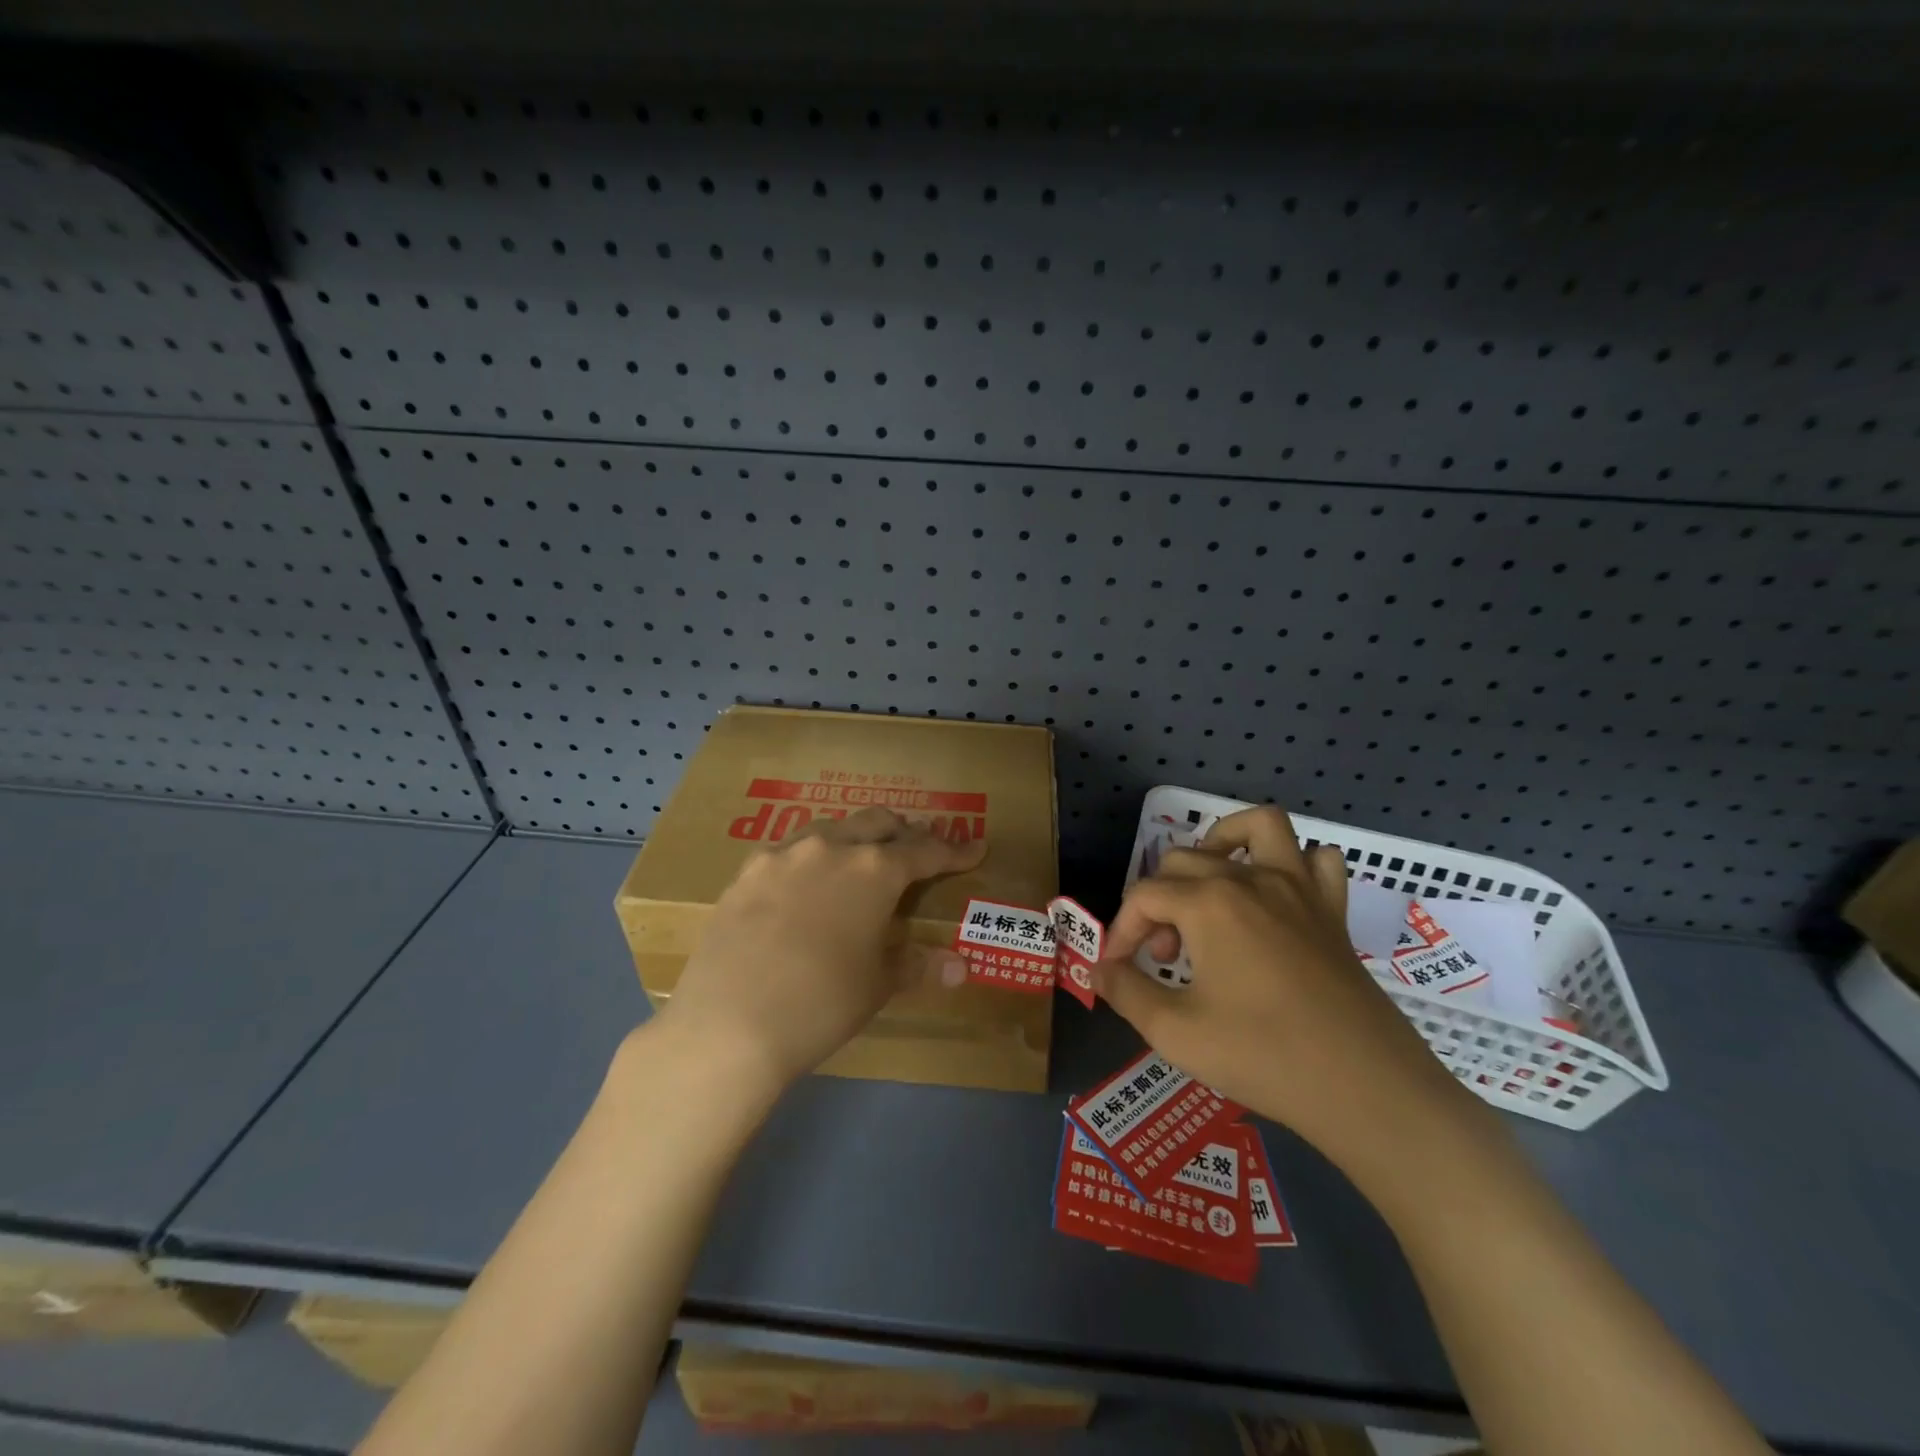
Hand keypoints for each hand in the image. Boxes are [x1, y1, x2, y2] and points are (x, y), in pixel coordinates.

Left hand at [659, 807, 984, 1097]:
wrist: (728, 1024)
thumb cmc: (821, 1004)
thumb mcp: (877, 985)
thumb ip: (917, 964)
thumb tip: (959, 966)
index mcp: (874, 870)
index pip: (926, 852)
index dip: (954, 851)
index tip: (974, 848)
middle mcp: (831, 847)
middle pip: (878, 823)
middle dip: (904, 833)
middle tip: (917, 850)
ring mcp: (784, 854)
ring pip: (831, 828)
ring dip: (855, 837)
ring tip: (861, 858)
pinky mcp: (747, 871)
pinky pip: (790, 849)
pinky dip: (812, 856)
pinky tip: (805, 881)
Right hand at [1094, 806, 1467, 1165]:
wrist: (1365, 1089)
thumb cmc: (1263, 1056)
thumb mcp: (1175, 1031)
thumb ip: (1126, 991)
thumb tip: (1098, 968)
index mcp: (1208, 903)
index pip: (1143, 896)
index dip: (1121, 930)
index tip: (1118, 968)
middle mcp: (1250, 880)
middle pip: (1184, 861)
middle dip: (1159, 903)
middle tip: (1165, 957)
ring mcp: (1298, 889)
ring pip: (1258, 829)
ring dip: (1224, 844)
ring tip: (1210, 887)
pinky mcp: (1333, 910)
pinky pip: (1318, 861)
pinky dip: (1295, 863)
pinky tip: (1278, 897)